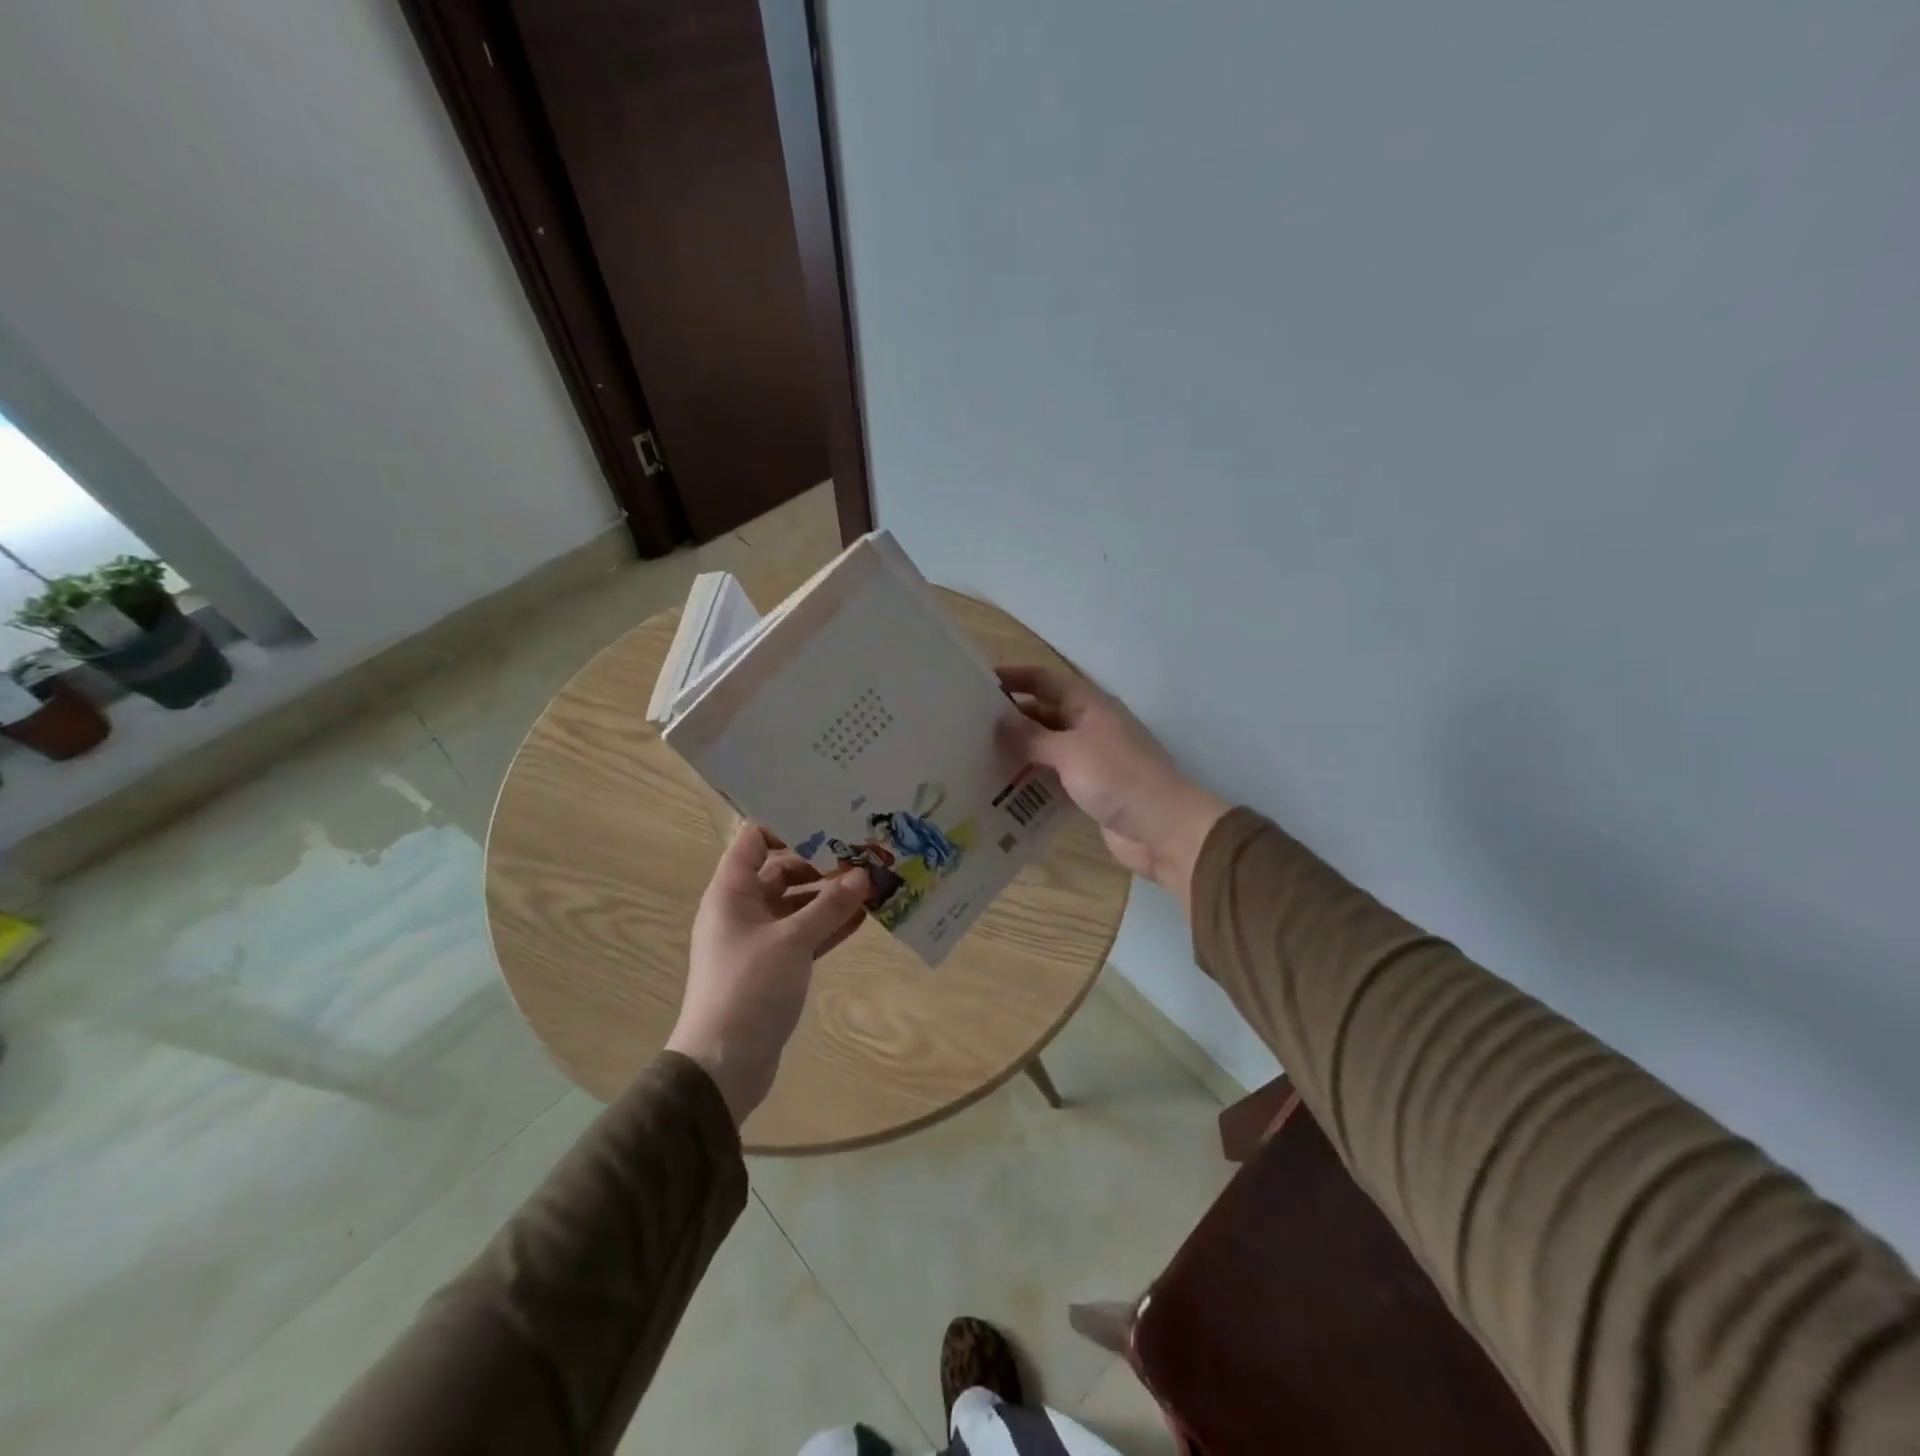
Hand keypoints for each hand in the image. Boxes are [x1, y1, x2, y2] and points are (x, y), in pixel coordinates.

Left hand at [665, 822, 868, 1124]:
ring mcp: (759, 938)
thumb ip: (829, 906)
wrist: (723, 1063)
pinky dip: (829, 925)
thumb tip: (863, 874)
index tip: (828, 821)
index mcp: (731, 892)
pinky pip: (805, 934)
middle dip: (821, 862)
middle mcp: (743, 908)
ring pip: (798, 904)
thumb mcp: (792, 941)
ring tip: (872, 883)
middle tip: (862, 852)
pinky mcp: (775, 965)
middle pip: (782, 870)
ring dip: (830, 895)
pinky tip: (864, 917)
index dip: (786, 825)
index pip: (754, 840)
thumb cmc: (748, 987)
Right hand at [996, 664, 1228, 908]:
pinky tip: (1004, 790)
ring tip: (978, 758)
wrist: (1163, 829)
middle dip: (1012, 718)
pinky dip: (1032, 782)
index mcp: (1090, 706)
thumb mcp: (1070, 751)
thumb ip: (1032, 737)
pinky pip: (1054, 779)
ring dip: (1020, 752)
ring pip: (1048, 748)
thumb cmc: (1118, 778)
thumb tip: (999, 724)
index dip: (1015, 677)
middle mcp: (1090, 727)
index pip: (1046, 680)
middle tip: (969, 728)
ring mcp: (1092, 760)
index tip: (979, 684)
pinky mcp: (1091, 791)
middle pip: (1045, 714)